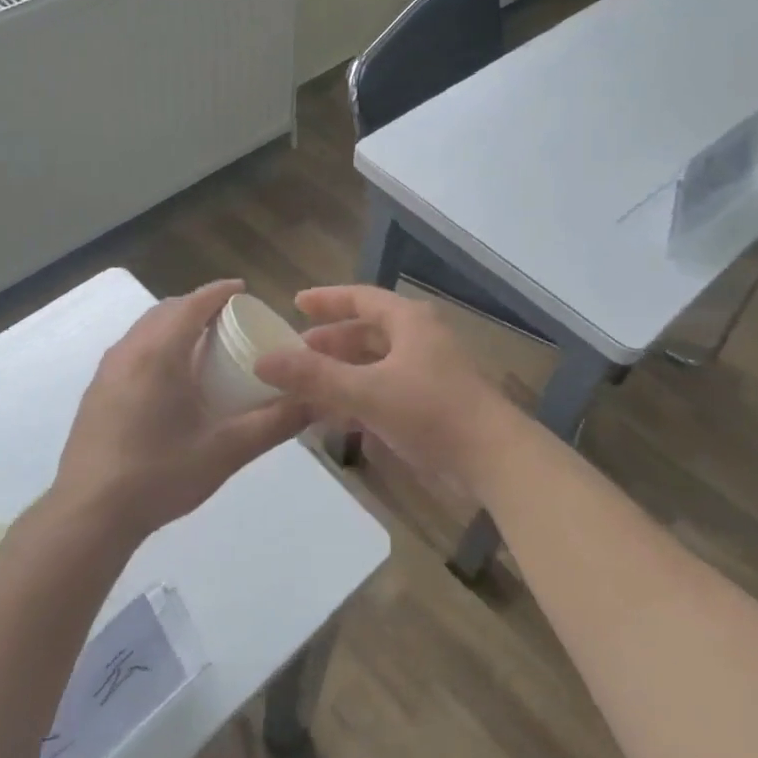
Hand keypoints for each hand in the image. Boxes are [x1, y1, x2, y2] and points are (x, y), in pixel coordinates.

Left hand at [52, 280, 309, 545]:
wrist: (90, 513)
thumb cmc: (160, 474)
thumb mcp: (226, 450)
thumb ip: (274, 423)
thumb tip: (315, 402)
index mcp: (160, 353)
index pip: (193, 303)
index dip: (220, 292)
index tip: (244, 290)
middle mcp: (129, 350)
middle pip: (167, 310)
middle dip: (198, 306)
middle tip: (229, 322)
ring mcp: (106, 371)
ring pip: (145, 330)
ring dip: (174, 326)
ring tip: (202, 348)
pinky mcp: (96, 392)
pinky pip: (132, 351)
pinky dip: (156, 346)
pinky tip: (170, 381)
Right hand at [254, 285, 519, 492]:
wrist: (494, 459)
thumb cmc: (431, 411)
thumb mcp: (366, 392)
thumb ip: (314, 377)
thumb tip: (263, 360)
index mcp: (409, 322)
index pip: (361, 298)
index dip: (327, 300)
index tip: (295, 303)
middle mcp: (419, 339)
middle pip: (367, 332)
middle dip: (331, 342)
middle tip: (296, 352)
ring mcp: (428, 373)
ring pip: (375, 364)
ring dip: (342, 373)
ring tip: (307, 387)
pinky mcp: (432, 404)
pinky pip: (385, 391)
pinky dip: (359, 398)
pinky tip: (336, 418)